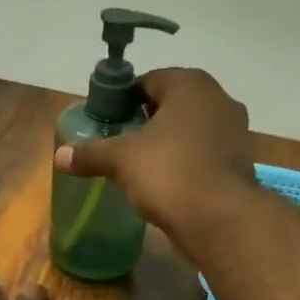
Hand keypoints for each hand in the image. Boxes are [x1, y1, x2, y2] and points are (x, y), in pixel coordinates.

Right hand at [51, 68, 253, 247]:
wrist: (219, 218)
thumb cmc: (169, 172)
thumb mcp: (121, 160)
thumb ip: (91, 153)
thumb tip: (59, 156)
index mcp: (190, 85)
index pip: (148, 80)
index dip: (124, 99)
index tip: (107, 121)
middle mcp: (218, 99)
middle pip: (171, 104)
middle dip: (146, 121)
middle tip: (120, 143)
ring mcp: (235, 131)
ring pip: (190, 130)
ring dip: (168, 143)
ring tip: (141, 166)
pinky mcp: (240, 162)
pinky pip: (204, 154)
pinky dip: (186, 163)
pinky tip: (167, 183)